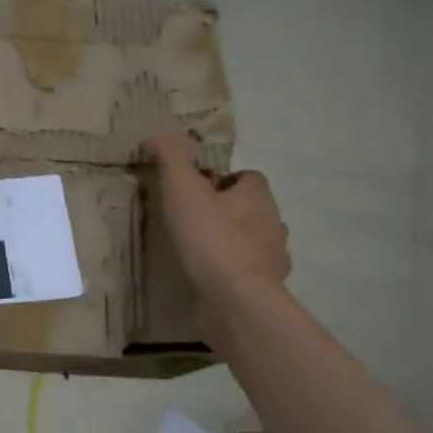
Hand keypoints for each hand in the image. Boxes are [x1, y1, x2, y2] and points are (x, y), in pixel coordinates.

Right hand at [147, 128, 289, 329]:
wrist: (234, 300)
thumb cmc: (210, 238)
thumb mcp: (182, 189)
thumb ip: (171, 157)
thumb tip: (159, 131)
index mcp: (258, 196)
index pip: (247, 177)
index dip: (221, 180)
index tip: (194, 190)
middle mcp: (273, 224)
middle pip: (251, 209)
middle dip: (227, 212)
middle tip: (190, 220)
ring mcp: (273, 260)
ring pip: (252, 242)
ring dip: (231, 243)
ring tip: (196, 251)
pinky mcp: (263, 290)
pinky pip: (247, 274)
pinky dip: (230, 273)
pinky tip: (207, 279)